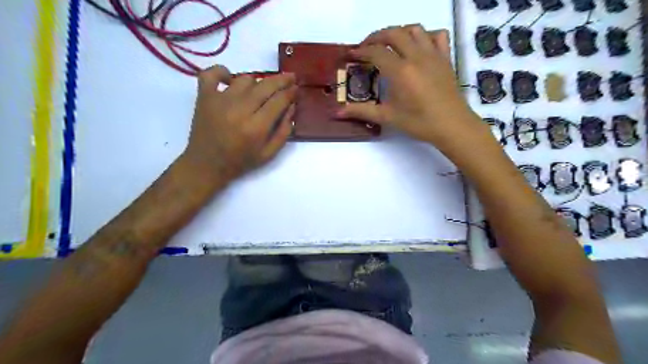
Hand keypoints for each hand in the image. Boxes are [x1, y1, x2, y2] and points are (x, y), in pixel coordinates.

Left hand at [179, 65, 295, 184]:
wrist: (206, 165)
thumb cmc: (240, 161)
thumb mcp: (269, 154)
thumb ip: (283, 131)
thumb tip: (291, 107)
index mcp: (256, 127)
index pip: (279, 100)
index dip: (291, 92)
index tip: (296, 89)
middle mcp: (239, 110)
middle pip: (266, 85)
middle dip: (282, 80)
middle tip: (290, 77)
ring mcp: (220, 100)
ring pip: (245, 79)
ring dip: (257, 82)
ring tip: (260, 90)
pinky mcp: (204, 96)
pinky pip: (212, 73)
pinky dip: (222, 72)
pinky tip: (230, 80)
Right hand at [340, 24, 485, 148]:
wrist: (451, 126)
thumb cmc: (418, 123)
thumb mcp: (387, 117)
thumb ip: (361, 111)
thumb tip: (337, 112)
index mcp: (400, 71)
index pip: (376, 52)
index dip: (361, 51)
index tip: (351, 55)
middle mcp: (416, 56)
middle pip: (393, 33)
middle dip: (376, 37)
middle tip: (366, 48)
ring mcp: (433, 54)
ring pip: (414, 29)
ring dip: (398, 33)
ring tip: (389, 45)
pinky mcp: (445, 58)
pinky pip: (437, 35)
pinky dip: (424, 36)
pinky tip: (418, 47)